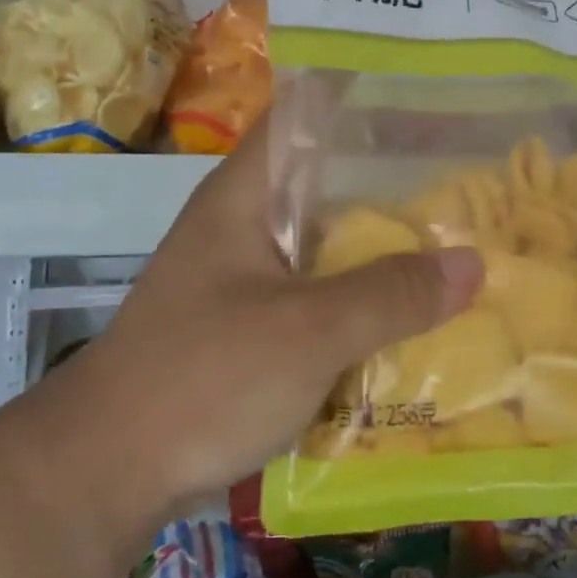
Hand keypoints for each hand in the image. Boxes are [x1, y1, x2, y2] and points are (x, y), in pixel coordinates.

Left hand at [59, 122, 482, 515]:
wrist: (104, 473)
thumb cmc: (202, 378)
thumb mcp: (308, 331)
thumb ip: (390, 294)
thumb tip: (472, 263)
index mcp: (244, 196)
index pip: (303, 116)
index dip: (363, 104)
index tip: (431, 108)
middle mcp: (243, 225)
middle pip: (327, 185)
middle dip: (394, 185)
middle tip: (468, 185)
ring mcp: (244, 279)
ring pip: (326, 246)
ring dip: (381, 249)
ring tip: (457, 244)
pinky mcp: (249, 328)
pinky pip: (319, 297)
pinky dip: (361, 299)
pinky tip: (410, 314)